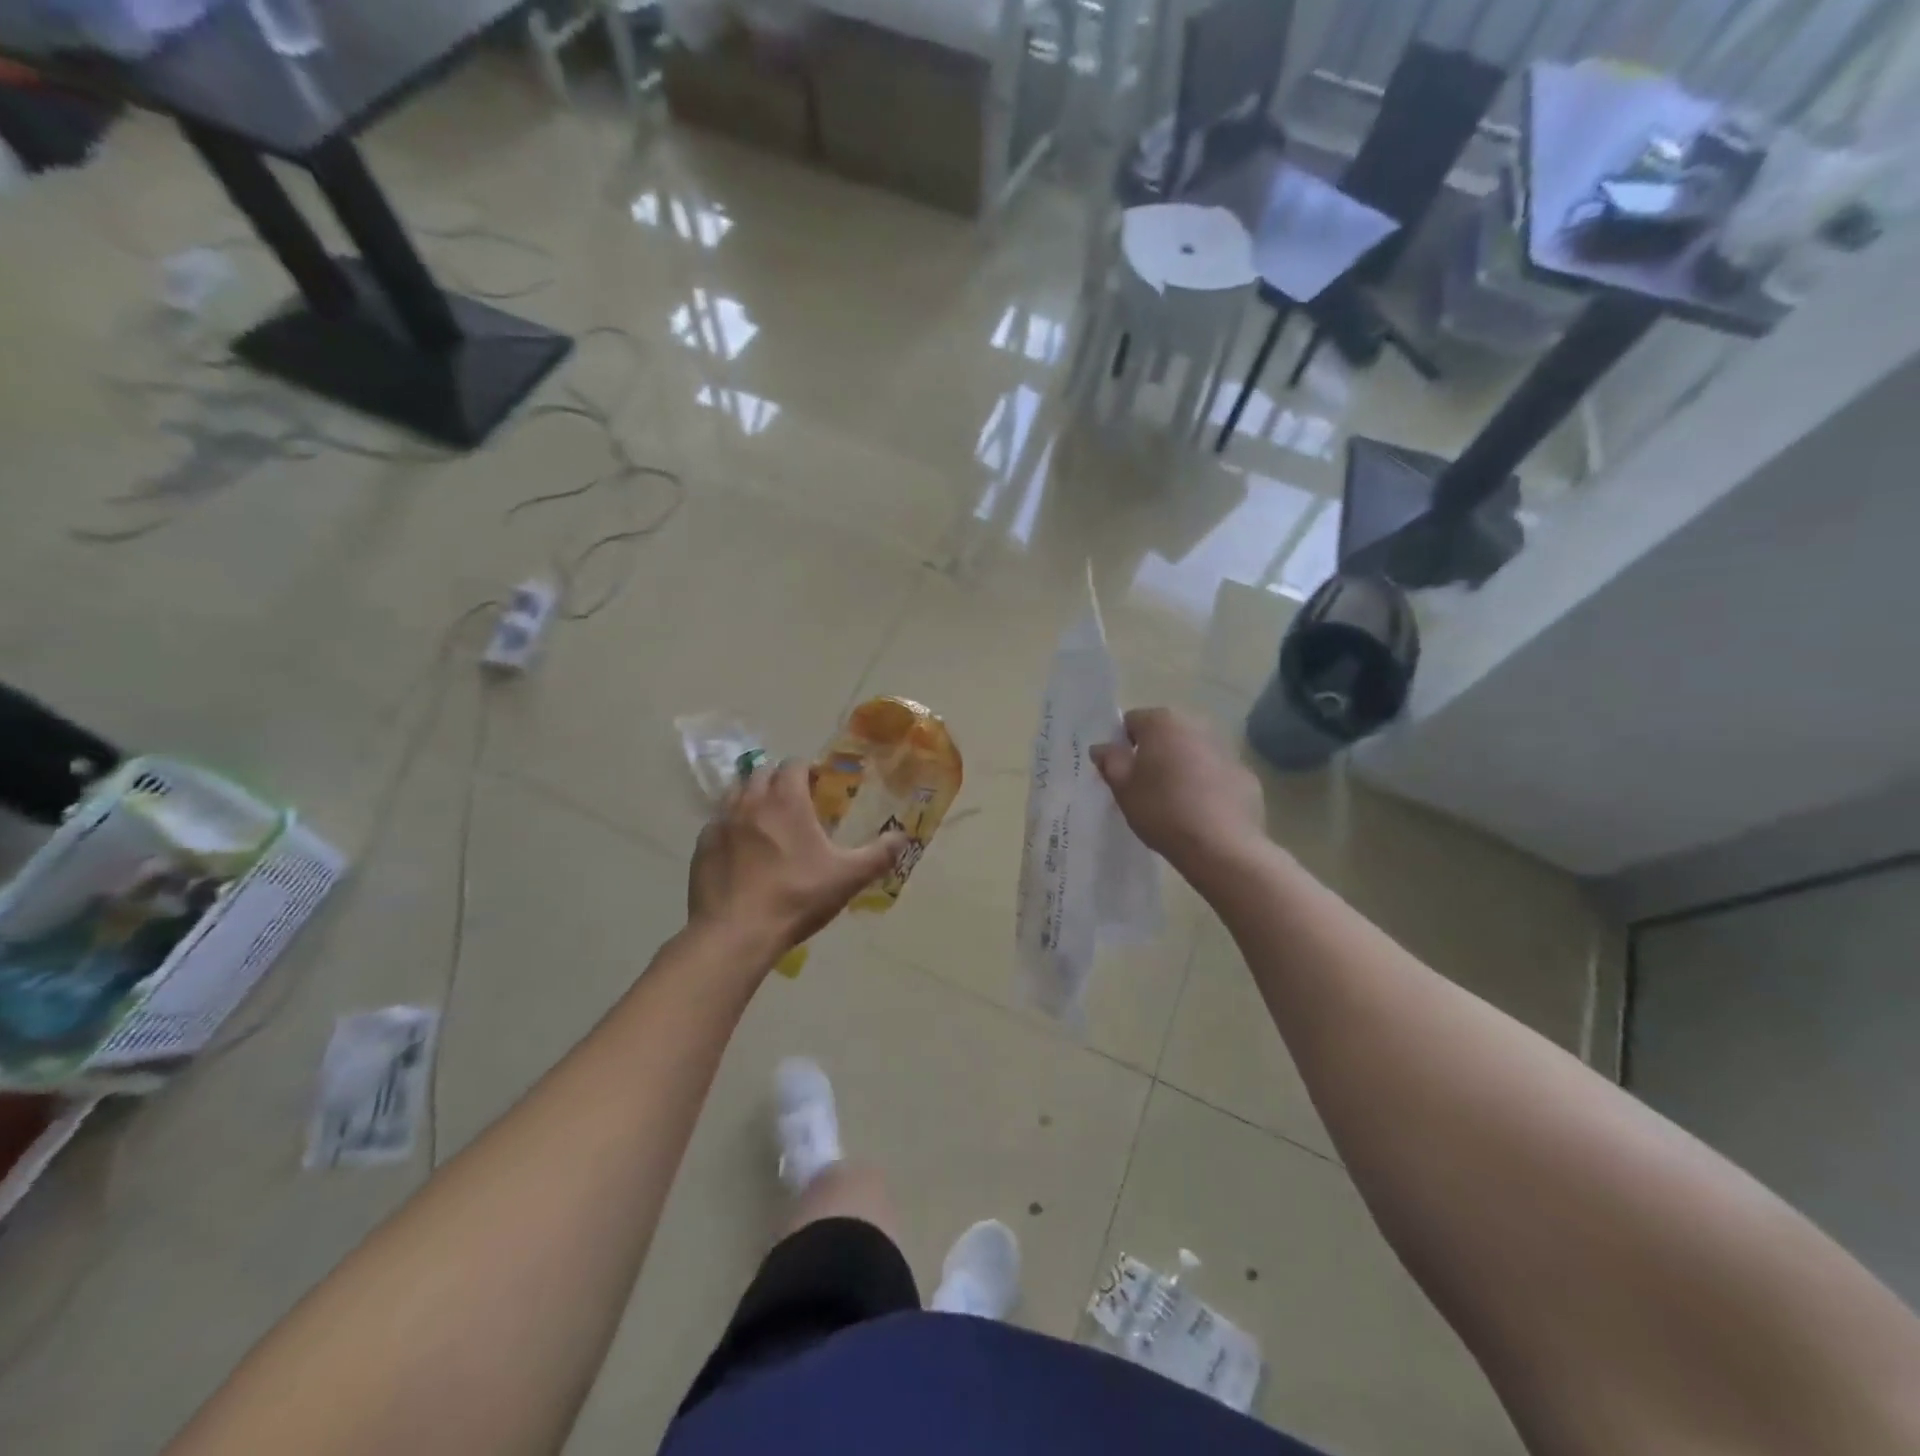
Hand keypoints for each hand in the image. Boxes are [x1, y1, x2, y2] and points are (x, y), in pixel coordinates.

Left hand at [687, 758, 905, 969]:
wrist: (735, 934)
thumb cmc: (796, 898)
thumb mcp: (847, 878)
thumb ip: (878, 855)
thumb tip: (904, 837)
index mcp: (786, 801)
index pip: (793, 765)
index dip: (807, 770)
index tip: (818, 784)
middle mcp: (750, 802)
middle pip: (761, 773)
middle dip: (778, 780)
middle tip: (794, 802)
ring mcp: (720, 823)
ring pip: (736, 793)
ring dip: (752, 797)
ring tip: (766, 821)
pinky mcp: (702, 847)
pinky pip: (717, 823)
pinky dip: (731, 825)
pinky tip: (741, 849)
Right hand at [1091, 707, 1265, 872]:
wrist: (1220, 846)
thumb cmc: (1161, 810)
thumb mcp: (1122, 788)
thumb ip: (1109, 761)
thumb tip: (1102, 747)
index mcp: (1162, 723)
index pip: (1131, 722)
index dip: (1121, 745)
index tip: (1120, 772)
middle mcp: (1196, 726)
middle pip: (1165, 734)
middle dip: (1153, 754)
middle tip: (1144, 788)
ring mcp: (1226, 749)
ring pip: (1192, 753)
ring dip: (1181, 768)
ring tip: (1173, 803)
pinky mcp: (1245, 775)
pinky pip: (1216, 774)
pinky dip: (1206, 786)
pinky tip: (1201, 813)